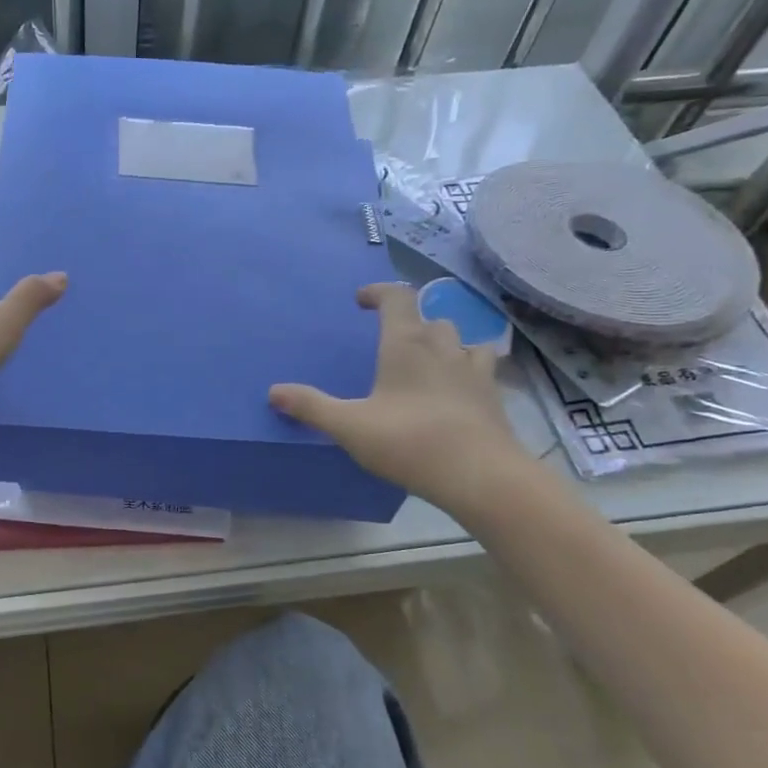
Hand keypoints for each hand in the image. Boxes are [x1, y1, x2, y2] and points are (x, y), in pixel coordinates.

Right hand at [269, 281, 532, 521]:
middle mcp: (443, 346)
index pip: (397, 298)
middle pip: (428, 318)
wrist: (480, 474)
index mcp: (406, 344)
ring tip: (425, 361)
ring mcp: (473, 369)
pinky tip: (458, 386)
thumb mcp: (350, 426)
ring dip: (440, 342)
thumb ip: (311, 407)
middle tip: (389, 342)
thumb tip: (274, 392)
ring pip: (459, 338)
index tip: (361, 301)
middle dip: (409, 322)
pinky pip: (481, 365)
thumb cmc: (410, 442)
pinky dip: (467, 366)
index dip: (378, 292)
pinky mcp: (492, 394)